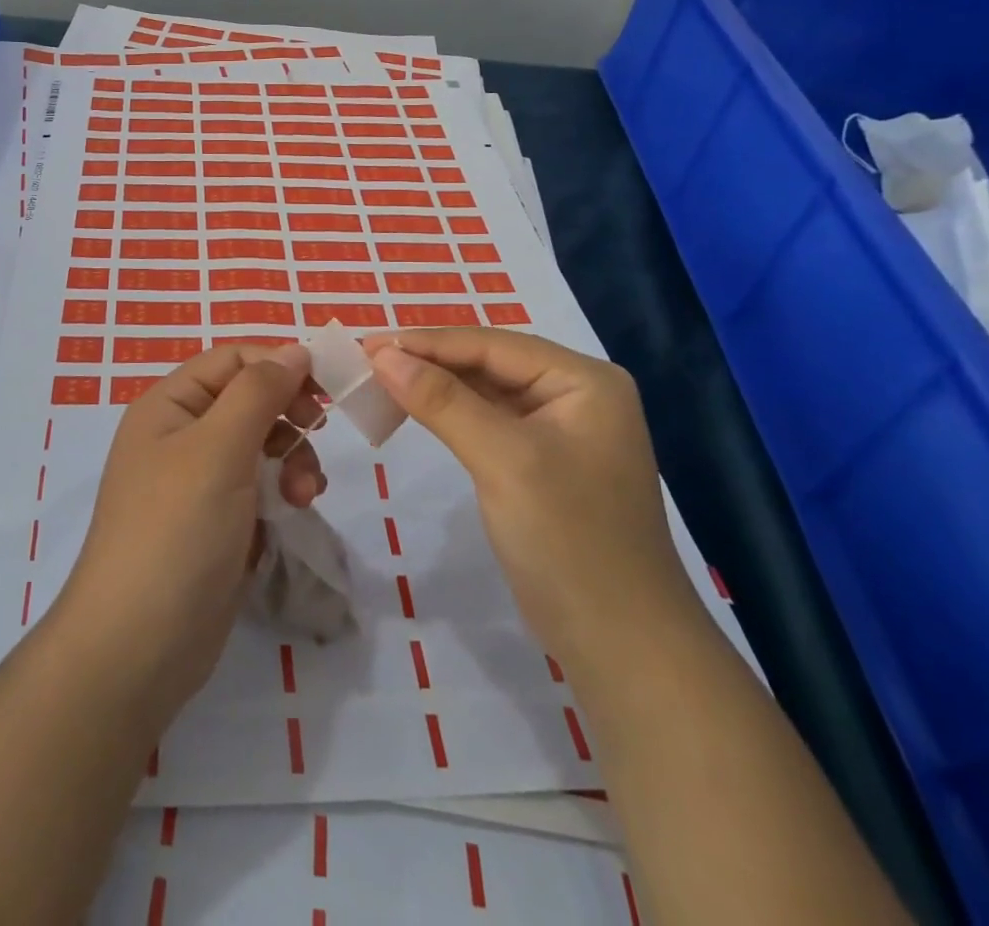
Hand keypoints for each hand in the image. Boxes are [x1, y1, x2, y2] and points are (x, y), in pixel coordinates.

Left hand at [54, 344, 325, 727]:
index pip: (232, 360)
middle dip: (288, 416)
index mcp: (169, 405)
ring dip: (291, 458)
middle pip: (249, 400)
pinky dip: (281, 491)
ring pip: (261, 445)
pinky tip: (294, 511)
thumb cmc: (176, 531)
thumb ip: (258, 392)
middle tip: (318, 434)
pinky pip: (259, 487)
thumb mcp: (218, 449)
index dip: (279, 364)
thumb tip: (294, 349)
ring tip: (304, 492)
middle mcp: (181, 435)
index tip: (326, 387)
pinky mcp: (217, 523)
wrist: (138, 646)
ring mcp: (198, 482)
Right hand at [364, 328, 696, 666]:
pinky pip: (487, 422)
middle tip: (367, 359)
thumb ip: (443, 401)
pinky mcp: (541, 462)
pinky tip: (414, 409)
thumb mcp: (503, 461)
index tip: (369, 343)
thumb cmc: (570, 541)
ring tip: (380, 379)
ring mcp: (559, 429)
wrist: (621, 647)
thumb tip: (383, 355)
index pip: (492, 345)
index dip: (428, 342)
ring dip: (434, 386)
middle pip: (488, 363)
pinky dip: (449, 415)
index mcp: (583, 380)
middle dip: (429, 361)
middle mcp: (575, 394)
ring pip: (484, 391)